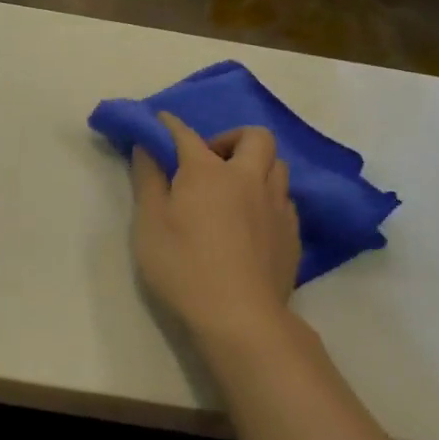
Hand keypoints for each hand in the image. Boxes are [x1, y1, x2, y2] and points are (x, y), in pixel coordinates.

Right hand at [130, 113, 300, 341]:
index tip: (161, 121)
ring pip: (276, 166)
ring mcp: (276, 206)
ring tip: (233, 189)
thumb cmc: (182, 266)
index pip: (186, 135)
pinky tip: (250, 221)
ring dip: (255, 166)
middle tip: (209, 160)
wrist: (239, 318)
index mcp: (208, 172)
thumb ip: (148, 180)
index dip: (171, 125)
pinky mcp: (292, 234)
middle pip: (255, 137)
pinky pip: (284, 199)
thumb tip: (146, 147)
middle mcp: (248, 179)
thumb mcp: (149, 223)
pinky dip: (266, 196)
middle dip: (231, 138)